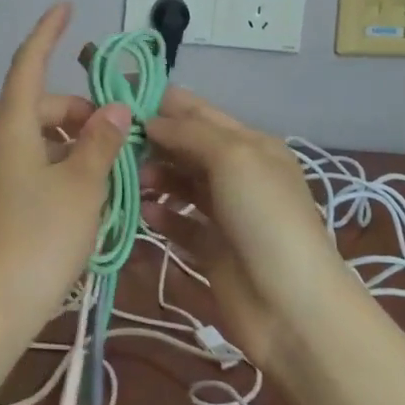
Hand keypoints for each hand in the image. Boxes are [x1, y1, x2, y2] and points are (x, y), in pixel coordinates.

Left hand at [0, 4, 132, 343]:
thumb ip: (101, 142)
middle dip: (82, 111)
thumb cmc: (41, 239)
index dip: (47, 33)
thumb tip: (116, 109)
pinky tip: (90, 197)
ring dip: (77, 145)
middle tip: (124, 137)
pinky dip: (63, 168)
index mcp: (12, 130)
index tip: (65, 6)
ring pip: (41, 142)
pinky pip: (33, 168)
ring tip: (115, 173)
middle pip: (42, 108)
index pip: (28, 66)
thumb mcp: (83, 187)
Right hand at [140, 87, 356, 369]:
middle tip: (113, 143)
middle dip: (152, 140)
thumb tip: (151, 121)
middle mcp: (238, 174)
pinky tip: (143, 213)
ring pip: (180, 183)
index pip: (199, 112)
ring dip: (153, 176)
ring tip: (128, 180)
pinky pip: (179, 223)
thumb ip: (190, 133)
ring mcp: (225, 214)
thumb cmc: (265, 218)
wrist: (292, 307)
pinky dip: (160, 215)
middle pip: (186, 147)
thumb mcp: (234, 159)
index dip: (161, 102)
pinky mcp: (211, 250)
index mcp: (251, 145)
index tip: (117, 97)